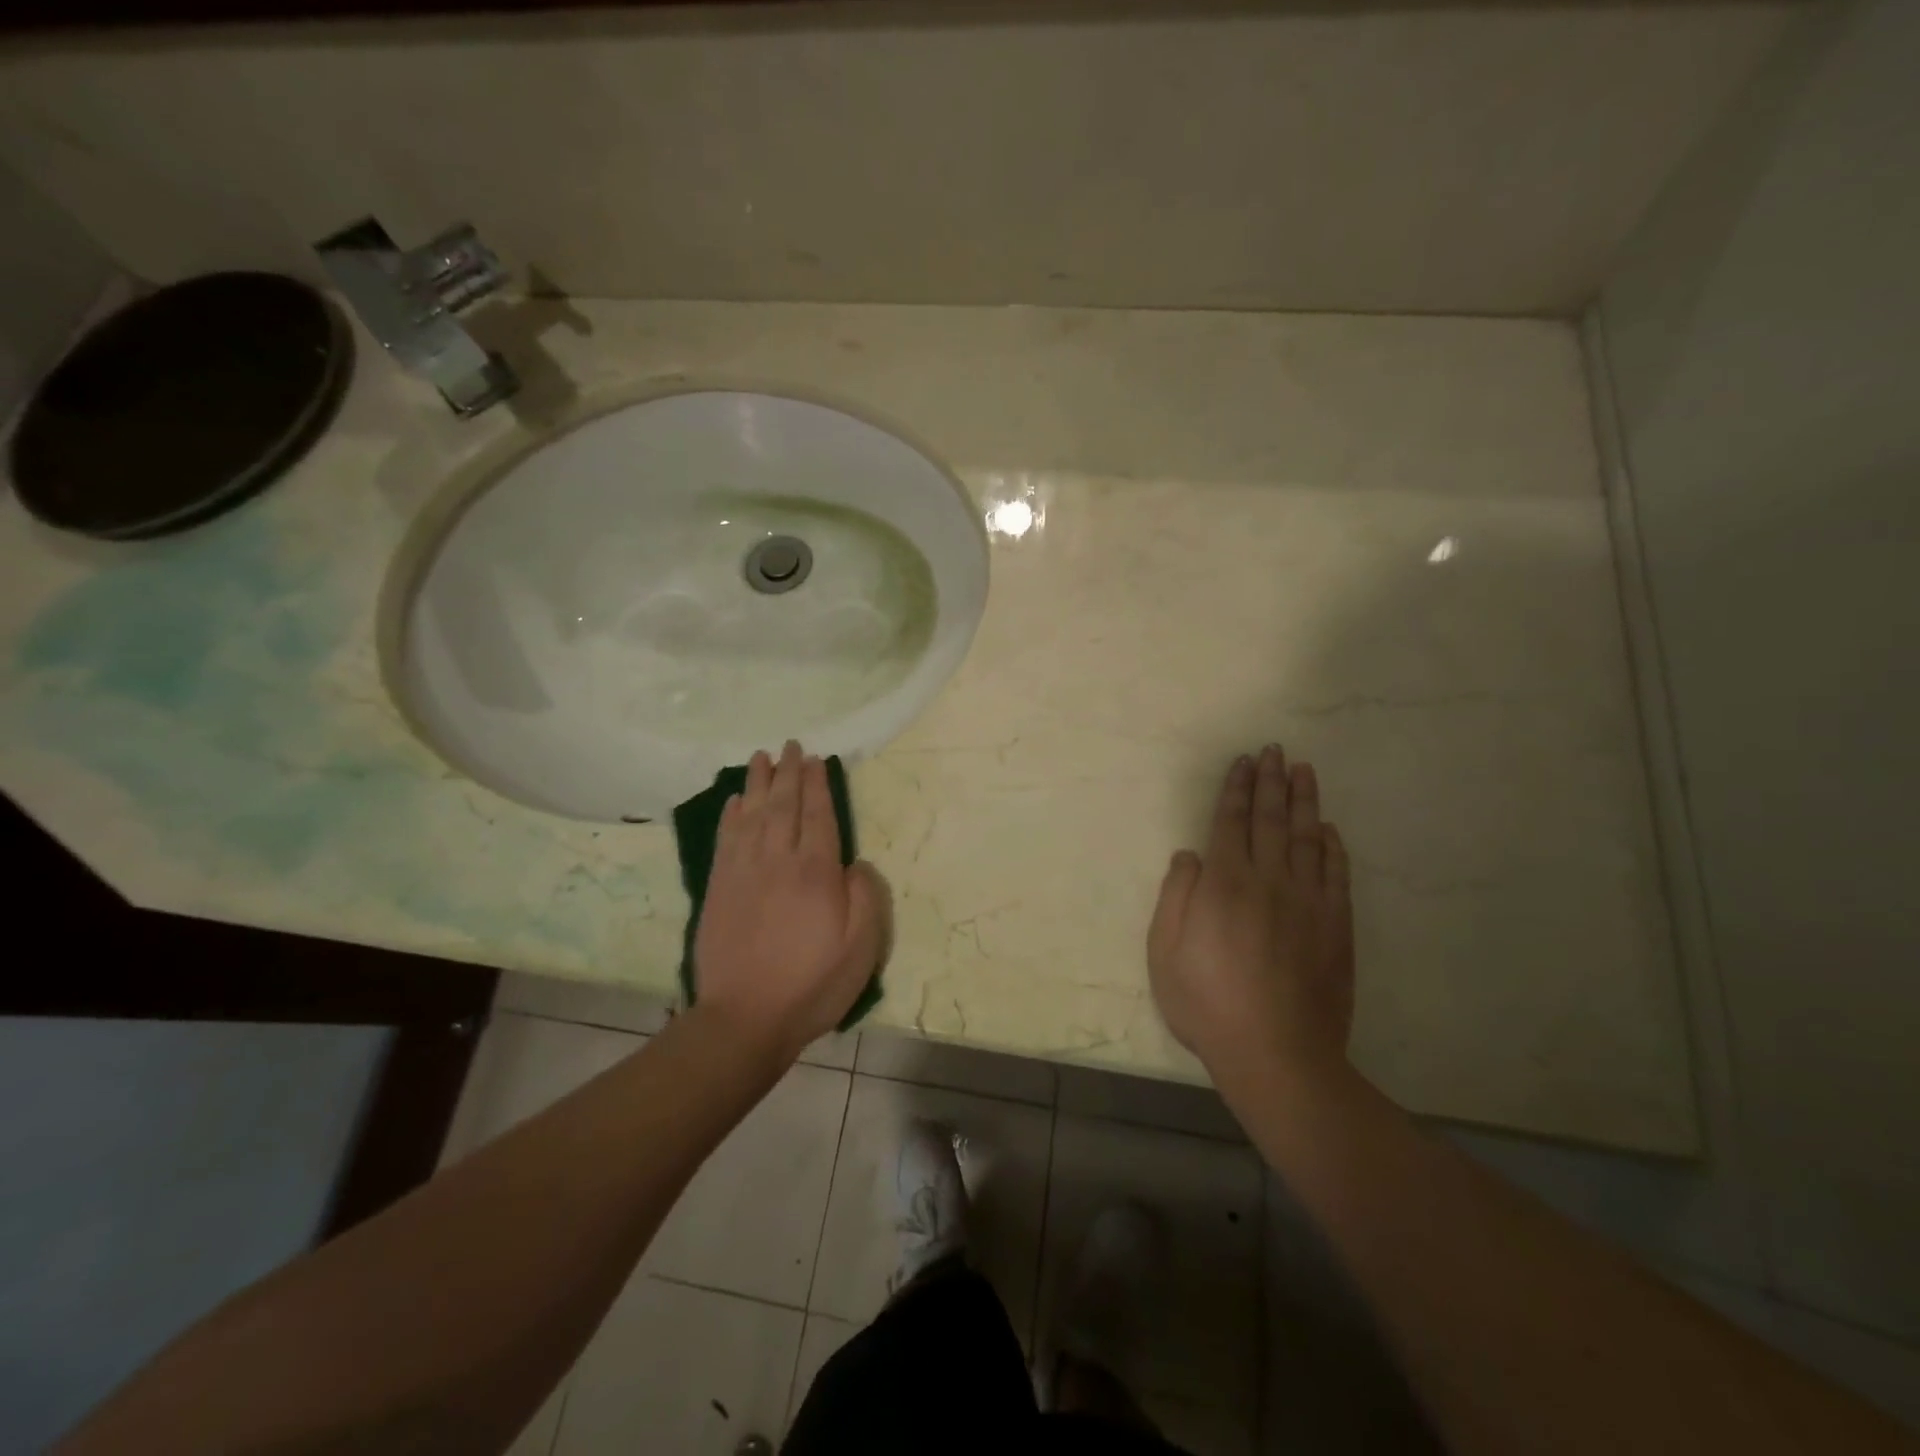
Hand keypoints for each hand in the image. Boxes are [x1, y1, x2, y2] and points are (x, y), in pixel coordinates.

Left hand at [694, 741, 889, 1062]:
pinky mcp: (719, 889)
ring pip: (751, 815)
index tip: (816, 760)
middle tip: (790, 745)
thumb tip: (853, 863)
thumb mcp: (861, 947)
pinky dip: (730, 816)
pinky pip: (725, 840)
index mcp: (816, 872)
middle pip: (783, 806)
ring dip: (757, 784)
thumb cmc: (812, 984)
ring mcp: (743, 873)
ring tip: (761, 757)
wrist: (745, 1018)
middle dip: (788, 773)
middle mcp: (778, 861)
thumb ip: (864, 897)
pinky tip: (734, 801)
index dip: (817, 785)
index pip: (818, 815)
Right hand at [1147, 745, 1354, 1087]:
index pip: (1230, 822)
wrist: (1276, 1053)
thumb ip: (1176, 896)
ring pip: (1306, 838)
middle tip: (1275, 751)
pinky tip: (1328, 829)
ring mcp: (1308, 902)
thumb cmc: (1207, 1003)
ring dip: (1304, 801)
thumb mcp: (1165, 952)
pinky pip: (1336, 874)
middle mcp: (1268, 881)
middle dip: (1271, 782)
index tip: (1243, 762)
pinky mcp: (1336, 926)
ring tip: (1304, 771)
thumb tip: (1190, 855)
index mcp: (1223, 884)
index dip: (1236, 789)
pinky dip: (1332, 847)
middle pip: (1270, 820)